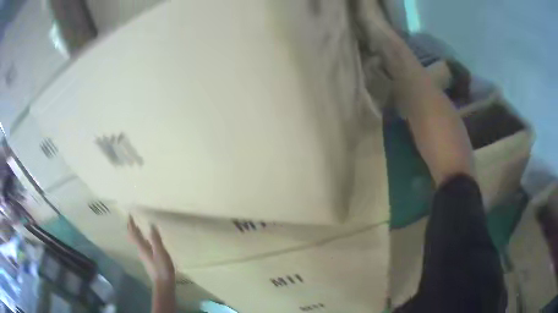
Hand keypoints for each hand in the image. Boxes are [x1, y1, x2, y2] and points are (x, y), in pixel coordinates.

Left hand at [128, 216, 175, 283]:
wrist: (163, 283)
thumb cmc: (162, 267)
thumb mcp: (160, 252)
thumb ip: (155, 239)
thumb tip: (151, 224)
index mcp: (142, 247)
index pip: (134, 233)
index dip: (131, 224)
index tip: (129, 215)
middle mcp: (141, 250)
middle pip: (133, 237)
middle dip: (131, 228)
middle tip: (131, 219)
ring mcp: (144, 255)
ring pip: (137, 241)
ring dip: (136, 233)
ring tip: (138, 226)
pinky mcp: (148, 259)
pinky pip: (142, 245)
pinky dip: (142, 239)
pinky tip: (147, 240)